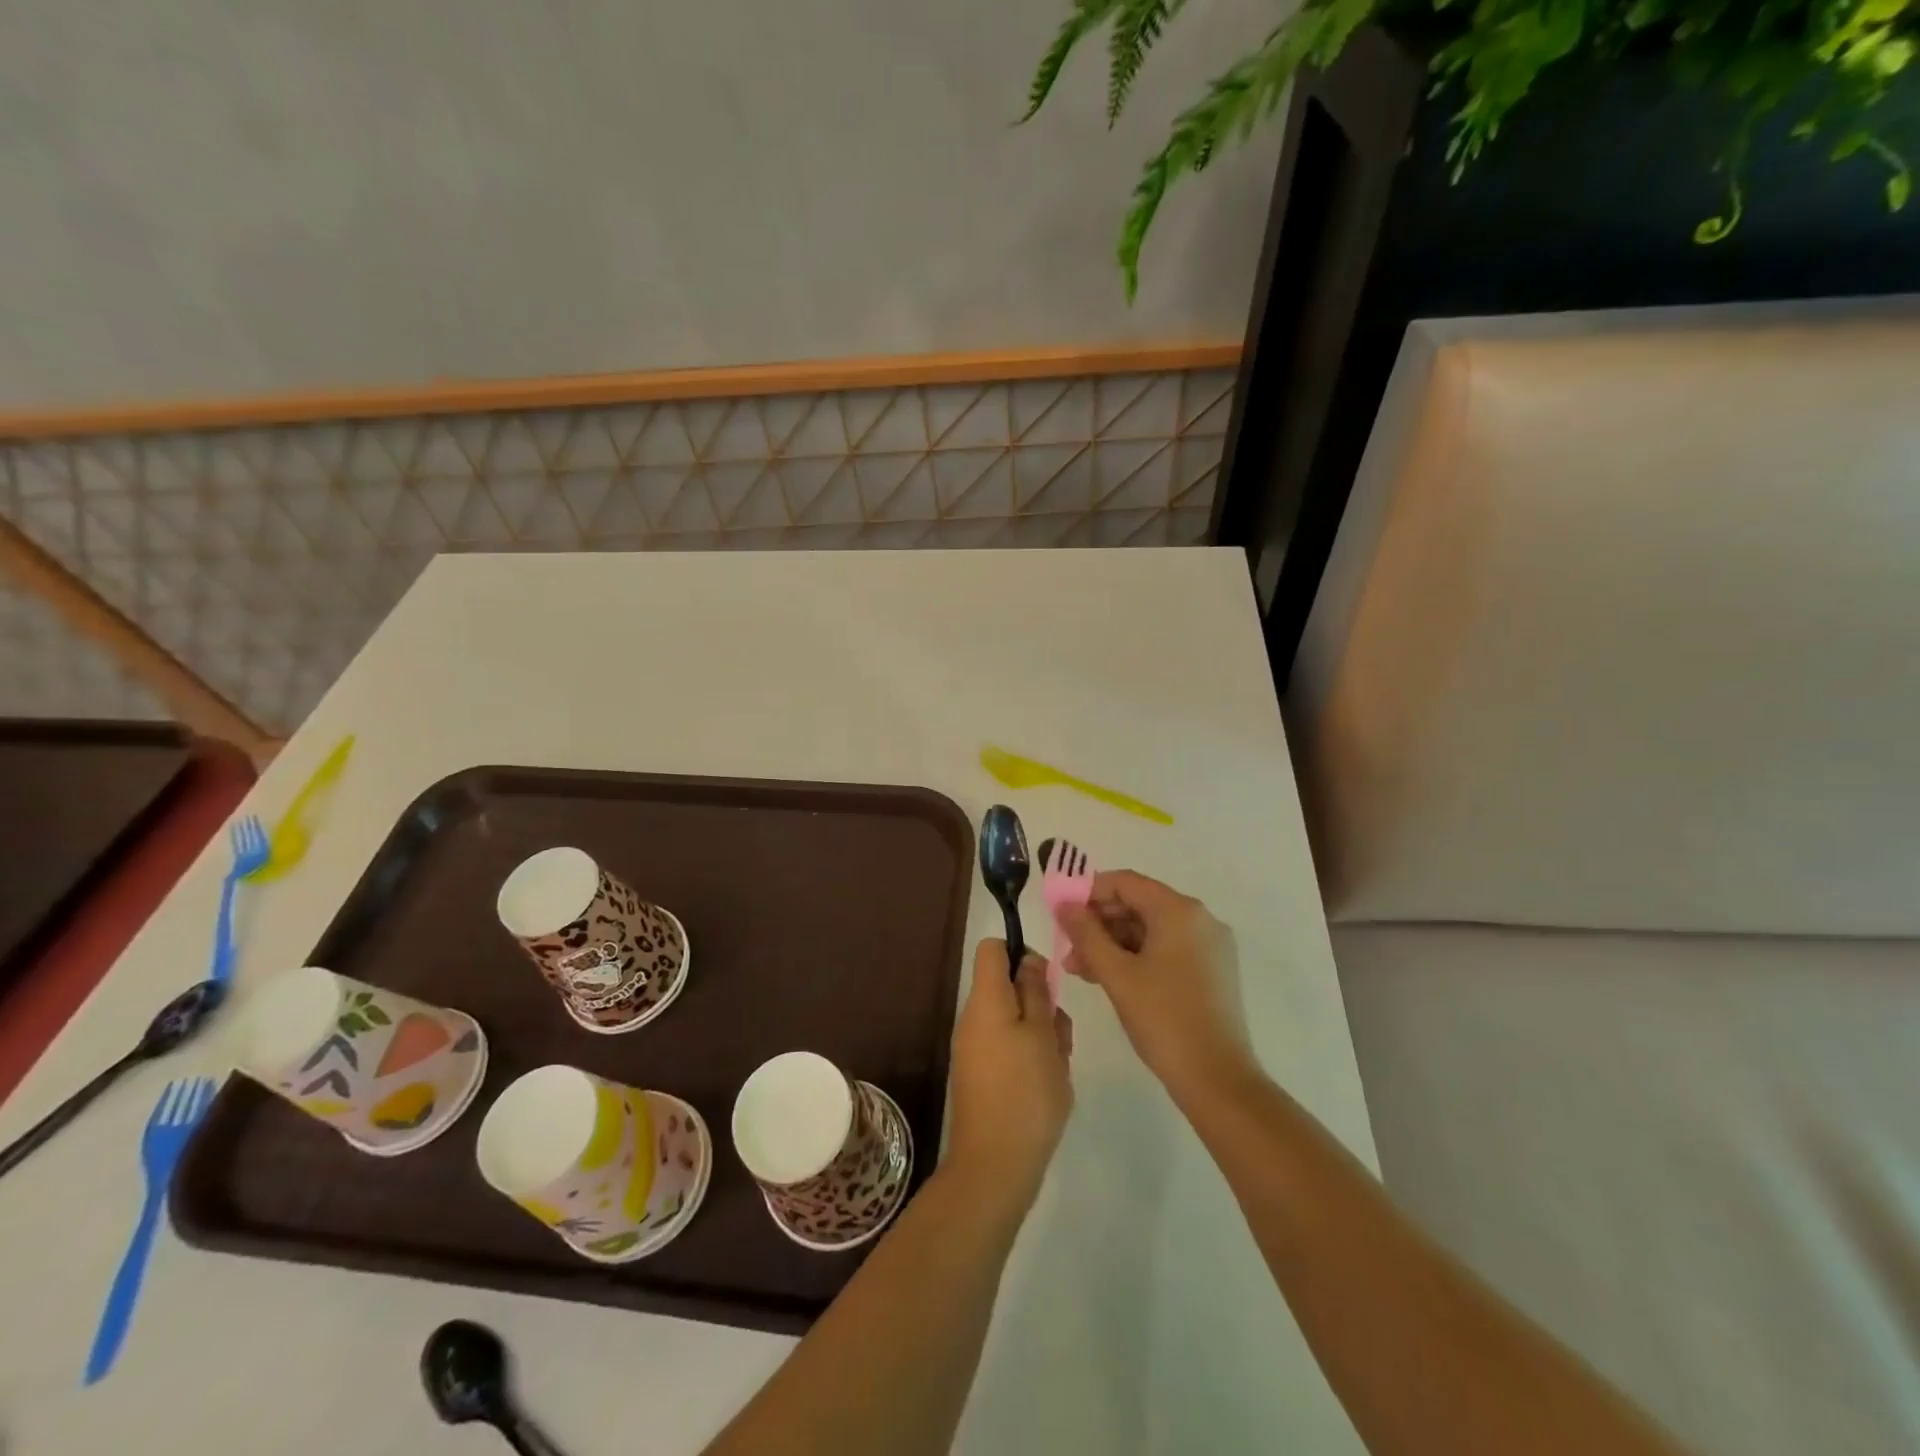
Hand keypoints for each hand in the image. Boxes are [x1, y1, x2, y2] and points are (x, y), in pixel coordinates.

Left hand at [945, 941, 1073, 1207]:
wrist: (995, 1166)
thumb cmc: (1026, 1092)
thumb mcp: (1043, 1035)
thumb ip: (1036, 992)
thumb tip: (1027, 960)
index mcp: (985, 1000)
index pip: (992, 949)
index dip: (1021, 953)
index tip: (1047, 981)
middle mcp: (973, 1018)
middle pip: (1008, 987)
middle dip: (1040, 1003)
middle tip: (1060, 1036)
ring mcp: (974, 1049)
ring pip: (1014, 1021)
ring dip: (1041, 1034)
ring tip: (1058, 1067)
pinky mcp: (981, 1076)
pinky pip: (1008, 1049)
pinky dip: (1031, 1058)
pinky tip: (1049, 1086)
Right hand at [1059, 870, 1252, 1097]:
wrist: (1217, 1079)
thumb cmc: (1163, 1019)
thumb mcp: (1116, 974)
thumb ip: (1085, 933)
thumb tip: (1063, 904)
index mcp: (1179, 911)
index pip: (1125, 883)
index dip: (1089, 892)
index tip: (1061, 913)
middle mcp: (1200, 918)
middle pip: (1138, 904)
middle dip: (1099, 923)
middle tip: (1067, 948)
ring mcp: (1210, 945)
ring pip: (1151, 930)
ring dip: (1113, 943)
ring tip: (1081, 970)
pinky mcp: (1213, 970)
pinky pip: (1167, 948)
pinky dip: (1137, 957)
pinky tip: (1110, 977)